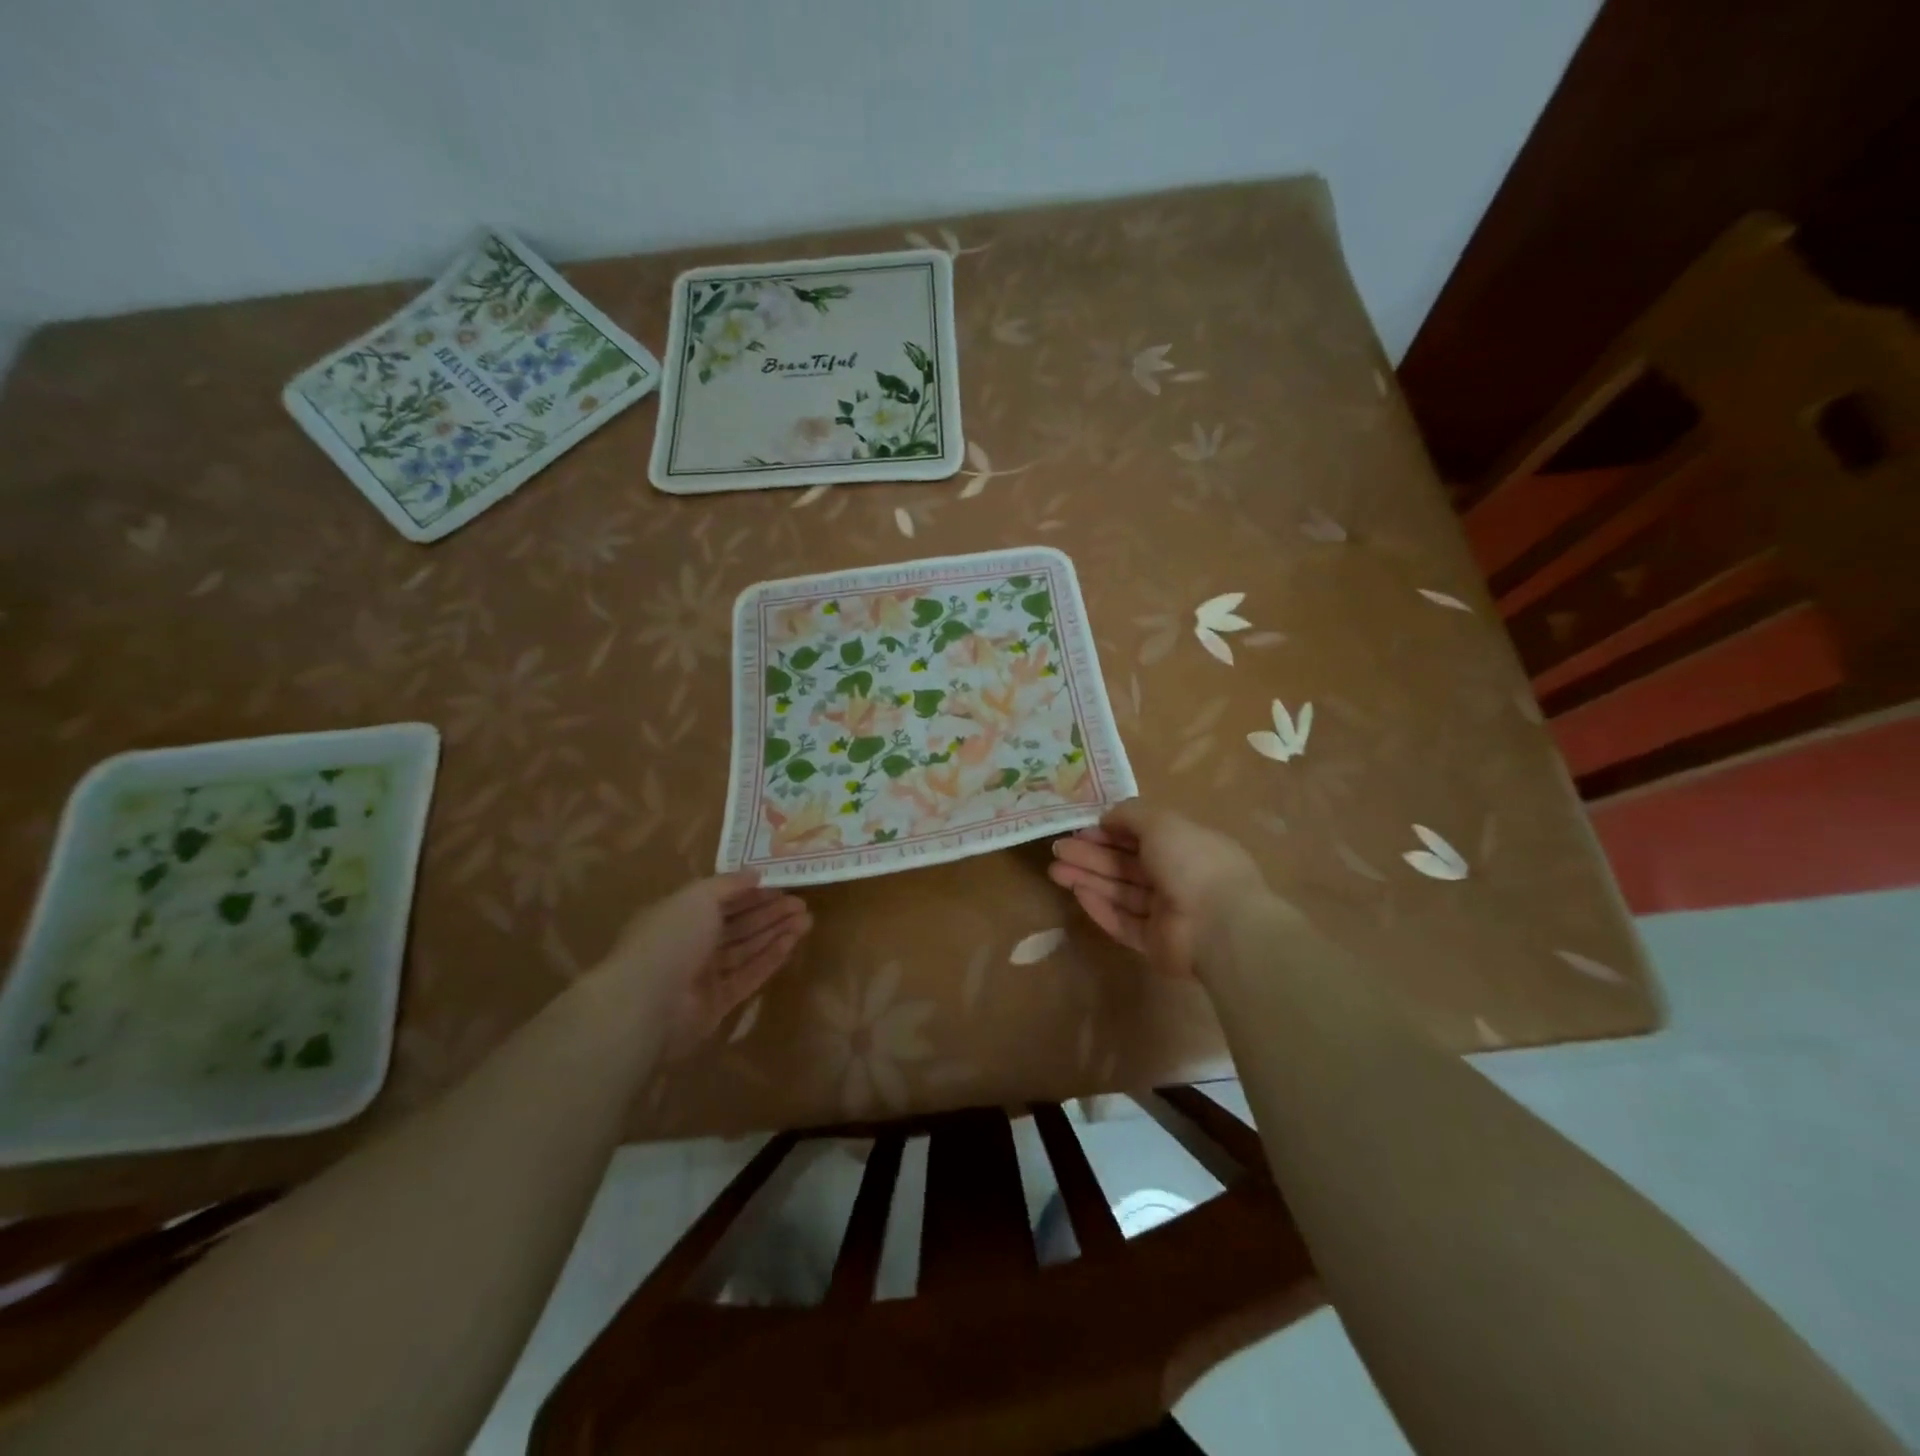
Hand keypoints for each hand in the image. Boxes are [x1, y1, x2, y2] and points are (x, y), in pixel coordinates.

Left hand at [594, 872, 810, 1047]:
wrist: (648, 1003)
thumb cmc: (671, 938)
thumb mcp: (698, 897)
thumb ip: (728, 884)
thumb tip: (755, 874)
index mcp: (679, 916)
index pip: (721, 901)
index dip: (751, 893)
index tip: (782, 886)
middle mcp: (691, 944)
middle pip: (738, 925)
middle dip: (770, 913)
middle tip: (802, 904)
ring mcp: (704, 975)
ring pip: (747, 949)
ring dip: (776, 933)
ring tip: (807, 920)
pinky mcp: (718, 1003)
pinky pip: (749, 975)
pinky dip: (771, 958)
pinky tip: (793, 943)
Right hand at [1049, 799, 1268, 978]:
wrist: (1218, 925)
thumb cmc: (1192, 862)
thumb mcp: (1161, 822)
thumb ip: (1131, 814)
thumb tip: (1107, 816)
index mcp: (1186, 846)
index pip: (1142, 836)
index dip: (1110, 831)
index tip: (1080, 829)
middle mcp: (1177, 878)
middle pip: (1126, 865)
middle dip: (1091, 855)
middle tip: (1058, 850)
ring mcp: (1166, 913)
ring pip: (1120, 892)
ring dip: (1088, 878)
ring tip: (1055, 870)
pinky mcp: (1153, 943)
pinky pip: (1122, 922)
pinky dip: (1100, 907)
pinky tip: (1077, 893)